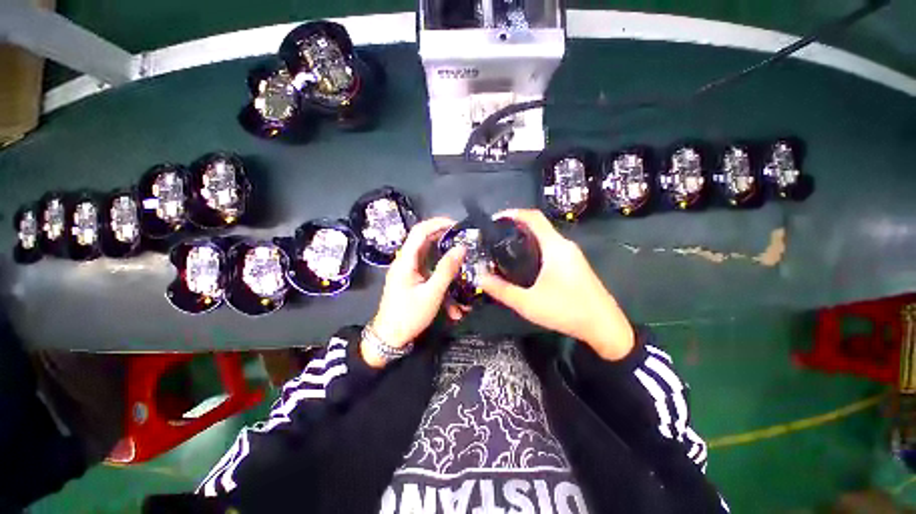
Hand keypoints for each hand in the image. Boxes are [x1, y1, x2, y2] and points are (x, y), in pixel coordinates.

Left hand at [364, 217, 465, 367]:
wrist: (389, 338)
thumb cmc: (408, 315)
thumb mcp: (432, 294)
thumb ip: (447, 270)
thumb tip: (461, 248)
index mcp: (405, 261)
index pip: (420, 231)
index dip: (438, 223)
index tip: (458, 225)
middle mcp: (405, 263)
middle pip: (426, 244)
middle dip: (447, 244)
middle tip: (467, 244)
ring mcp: (408, 274)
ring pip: (431, 264)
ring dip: (448, 272)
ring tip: (465, 278)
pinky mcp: (412, 285)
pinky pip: (430, 279)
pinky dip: (443, 289)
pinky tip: (455, 309)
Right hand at [480, 209, 634, 360]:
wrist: (602, 324)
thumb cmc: (566, 309)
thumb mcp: (528, 303)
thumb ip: (502, 290)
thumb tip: (480, 278)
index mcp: (555, 246)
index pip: (533, 217)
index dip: (513, 213)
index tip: (495, 219)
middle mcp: (566, 246)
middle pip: (540, 228)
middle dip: (517, 229)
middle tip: (496, 241)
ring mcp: (575, 257)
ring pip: (548, 241)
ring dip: (528, 242)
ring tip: (507, 254)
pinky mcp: (578, 268)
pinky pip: (554, 252)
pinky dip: (538, 253)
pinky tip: (529, 270)